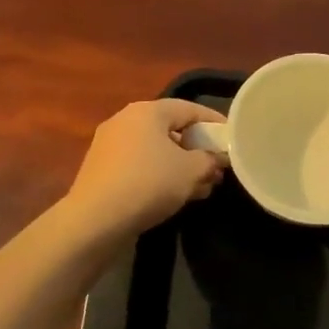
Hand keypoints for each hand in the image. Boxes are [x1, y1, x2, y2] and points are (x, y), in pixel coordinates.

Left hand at [64, 99, 226, 238]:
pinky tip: (175, 195)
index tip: (233, 139)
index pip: (190, 108)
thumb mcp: (191, 171)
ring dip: (180, 165)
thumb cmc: (149, 184)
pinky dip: (160, 174)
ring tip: (202, 187)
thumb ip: (210, 160)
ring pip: (156, 150)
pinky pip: (140, 165)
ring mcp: (110, 145)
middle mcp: (126, 120)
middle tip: (217, 167)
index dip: (215, 122)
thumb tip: (217, 159)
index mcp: (147, 111)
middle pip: (171, 129)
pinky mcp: (101, 169)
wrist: (95, 220)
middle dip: (197, 149)